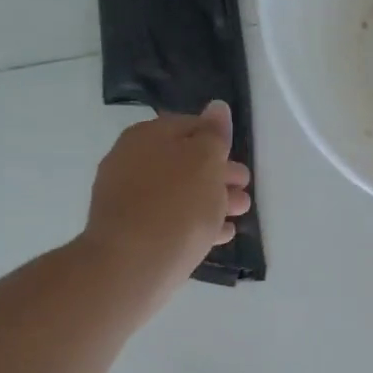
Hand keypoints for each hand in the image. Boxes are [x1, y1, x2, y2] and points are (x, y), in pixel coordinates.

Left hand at [82, 101, 250, 309]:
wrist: (131, 265)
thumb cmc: (176, 205)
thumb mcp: (205, 161)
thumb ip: (214, 134)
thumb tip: (217, 107)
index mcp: (148, 136)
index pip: (190, 126)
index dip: (218, 141)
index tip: (239, 159)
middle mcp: (131, 161)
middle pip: (184, 161)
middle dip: (218, 174)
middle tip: (244, 189)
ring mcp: (128, 198)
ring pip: (179, 192)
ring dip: (211, 199)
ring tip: (239, 213)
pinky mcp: (131, 231)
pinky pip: (170, 219)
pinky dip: (196, 222)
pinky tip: (219, 235)